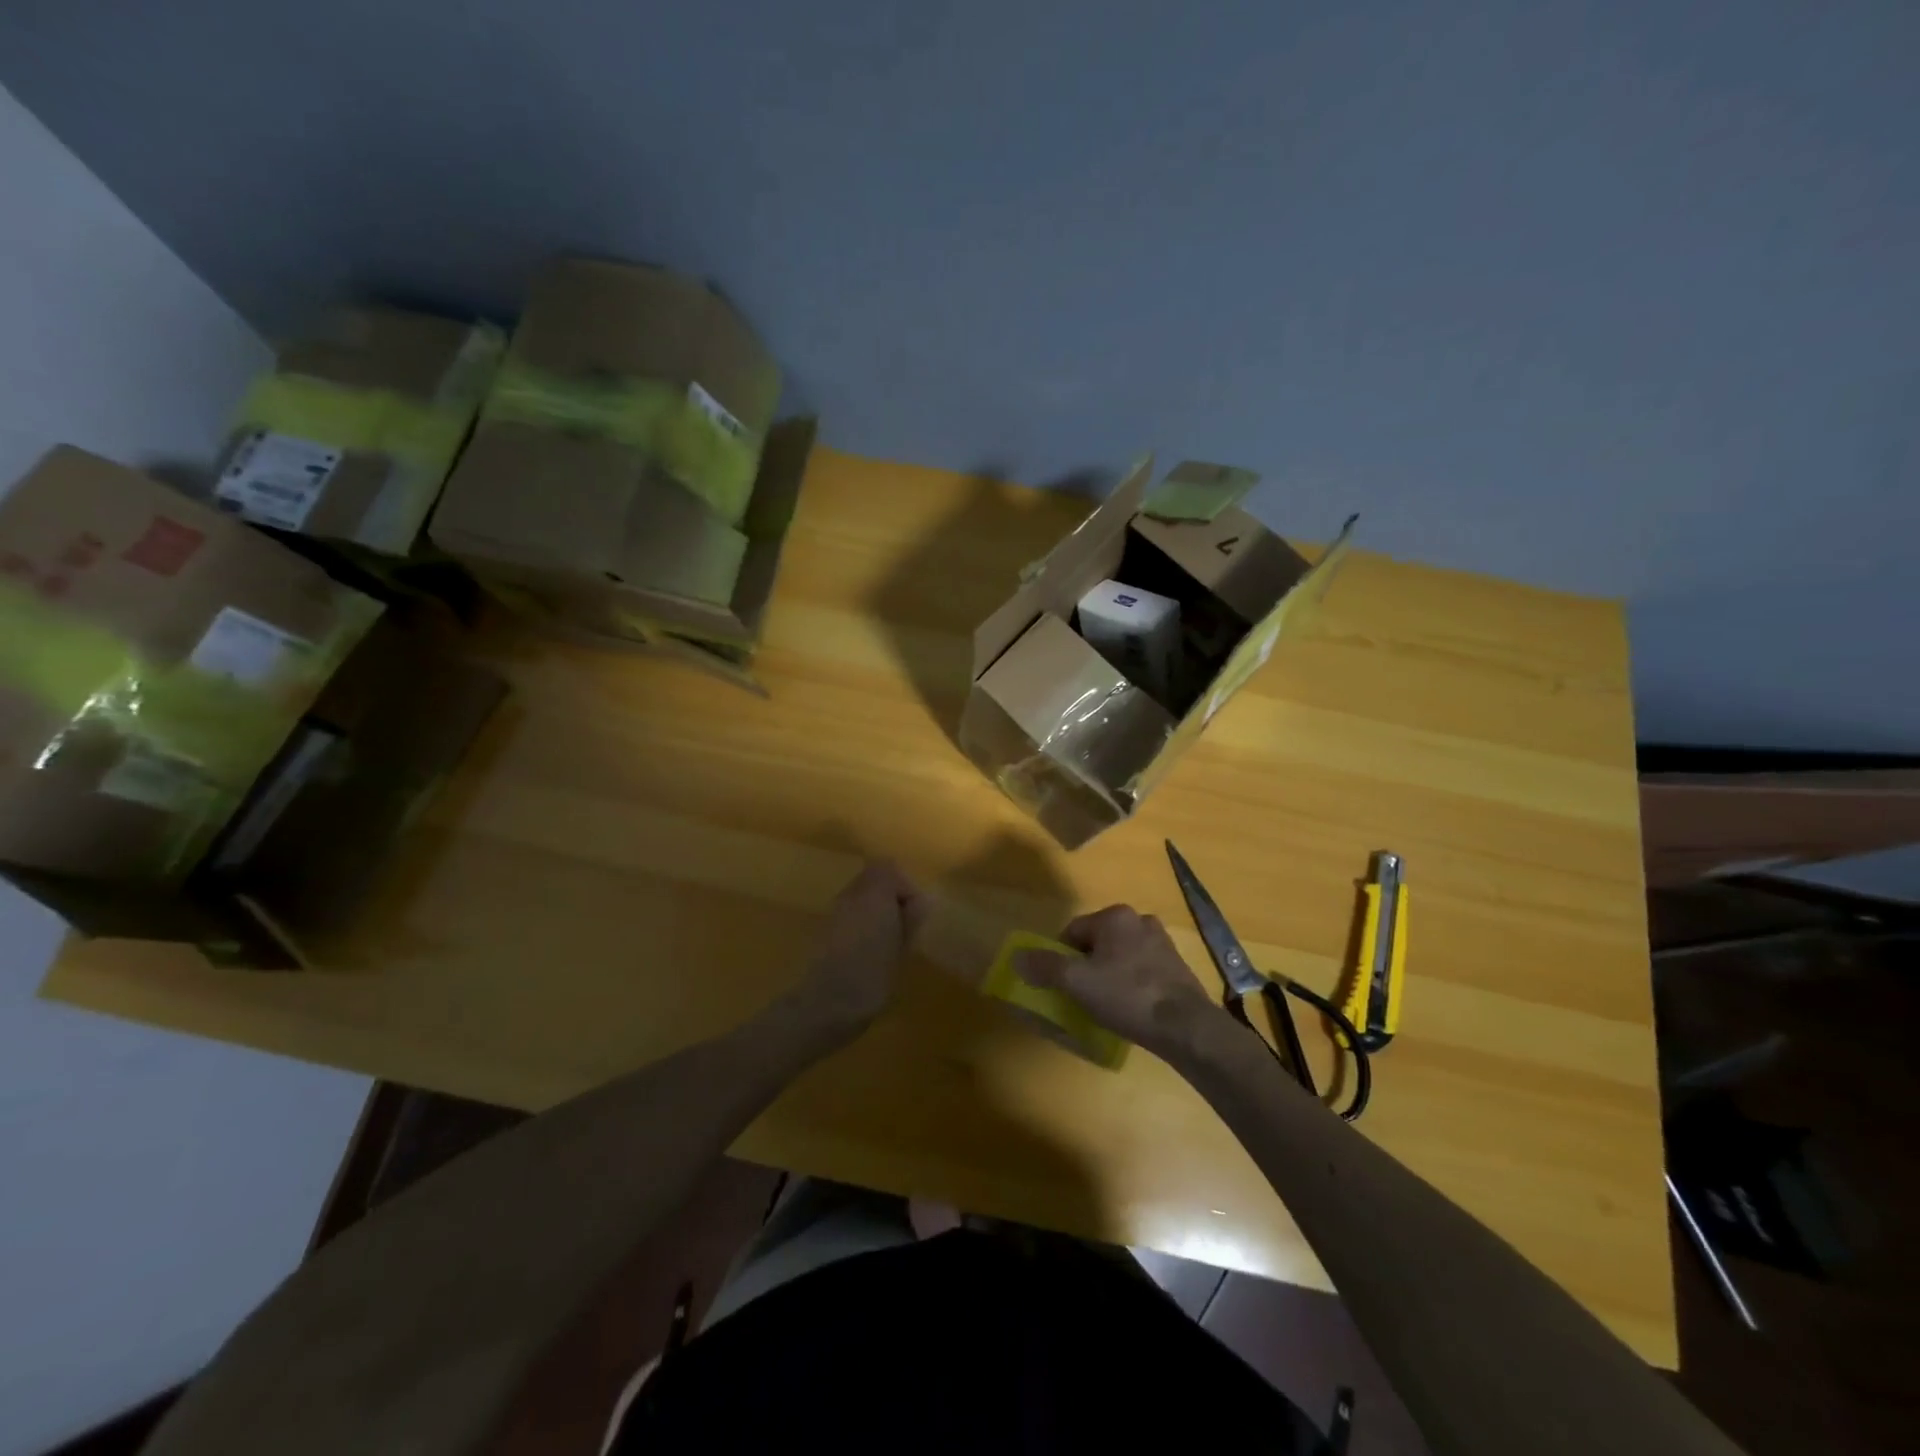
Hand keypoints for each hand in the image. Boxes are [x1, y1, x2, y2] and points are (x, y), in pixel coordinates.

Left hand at [794, 860, 930, 1036]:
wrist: (825, 1005)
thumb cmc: (872, 976)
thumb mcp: (902, 948)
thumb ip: (910, 919)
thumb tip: (920, 901)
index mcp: (873, 894)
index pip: (888, 868)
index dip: (905, 887)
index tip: (915, 914)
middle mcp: (850, 895)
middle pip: (872, 880)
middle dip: (890, 898)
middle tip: (904, 928)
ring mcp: (833, 912)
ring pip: (860, 897)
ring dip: (875, 912)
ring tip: (888, 944)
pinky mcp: (823, 930)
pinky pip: (848, 915)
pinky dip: (861, 925)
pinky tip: (868, 954)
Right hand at [1014, 905, 1222, 1059]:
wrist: (1185, 1026)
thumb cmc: (1126, 996)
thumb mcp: (1077, 982)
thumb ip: (1045, 966)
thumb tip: (1017, 957)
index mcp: (1115, 916)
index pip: (1073, 931)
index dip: (1061, 957)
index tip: (1062, 984)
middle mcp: (1140, 920)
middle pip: (1098, 942)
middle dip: (1087, 965)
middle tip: (1082, 995)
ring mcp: (1162, 943)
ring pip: (1121, 956)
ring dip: (1110, 974)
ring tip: (1106, 1004)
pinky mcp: (1178, 967)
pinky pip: (1142, 970)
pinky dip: (1132, 984)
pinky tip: (1131, 1008)